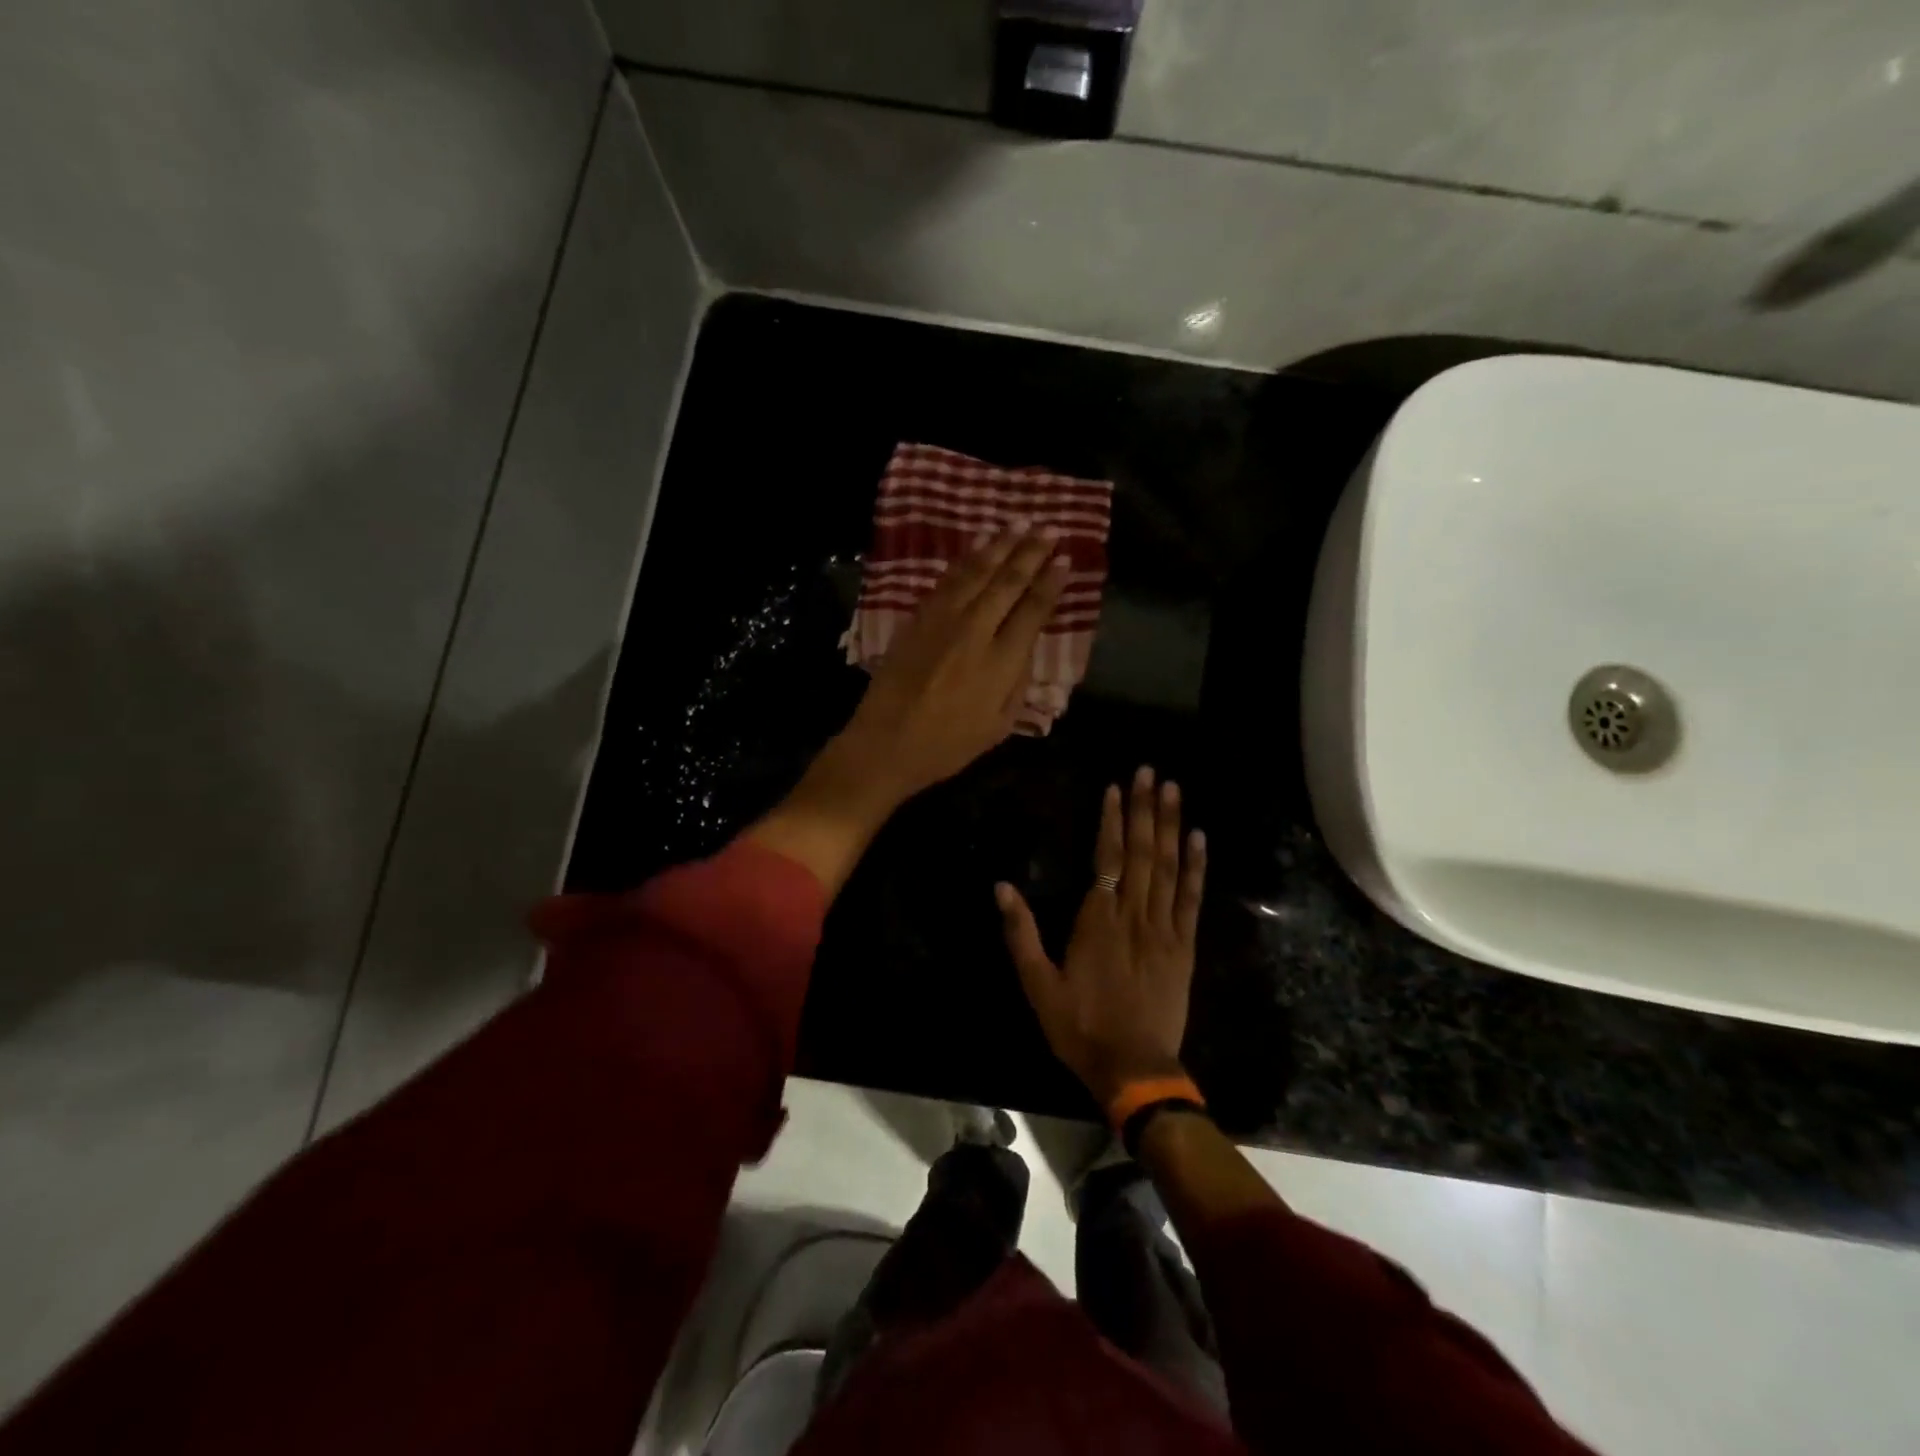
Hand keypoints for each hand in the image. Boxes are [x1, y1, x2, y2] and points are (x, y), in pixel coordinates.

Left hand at [749, 522, 1067, 895]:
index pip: (1032, 611)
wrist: (886, 744)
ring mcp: (942, 621)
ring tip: (1018, 524)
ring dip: (999, 545)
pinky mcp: (917, 619)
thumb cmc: (947, 746)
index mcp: (1000, 662)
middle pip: (1007, 582)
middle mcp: (974, 631)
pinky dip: (965, 561)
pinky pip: (947, 581)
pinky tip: (977, 548)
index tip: (1065, 561)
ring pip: (976, 572)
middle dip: (1031, 552)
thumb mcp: (998, 726)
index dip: (1050, 583)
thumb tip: (1025, 648)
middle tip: (1049, 529)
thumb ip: (1017, 683)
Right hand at [996, 766, 1206, 1109]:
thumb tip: (1001, 887)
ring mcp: (1164, 929)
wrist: (1135, 1068)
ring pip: (1169, 867)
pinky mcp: (1184, 946)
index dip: (1111, 821)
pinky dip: (1196, 866)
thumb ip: (1021, 933)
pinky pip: (1192, 898)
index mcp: (1097, 921)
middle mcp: (1134, 915)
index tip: (1115, 788)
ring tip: (1173, 790)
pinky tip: (1198, 838)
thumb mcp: (1038, 984)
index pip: (1107, 858)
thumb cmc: (1080, 1026)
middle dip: (1144, 809)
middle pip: (1142, 852)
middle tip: (1149, 772)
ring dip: (1170, 825)